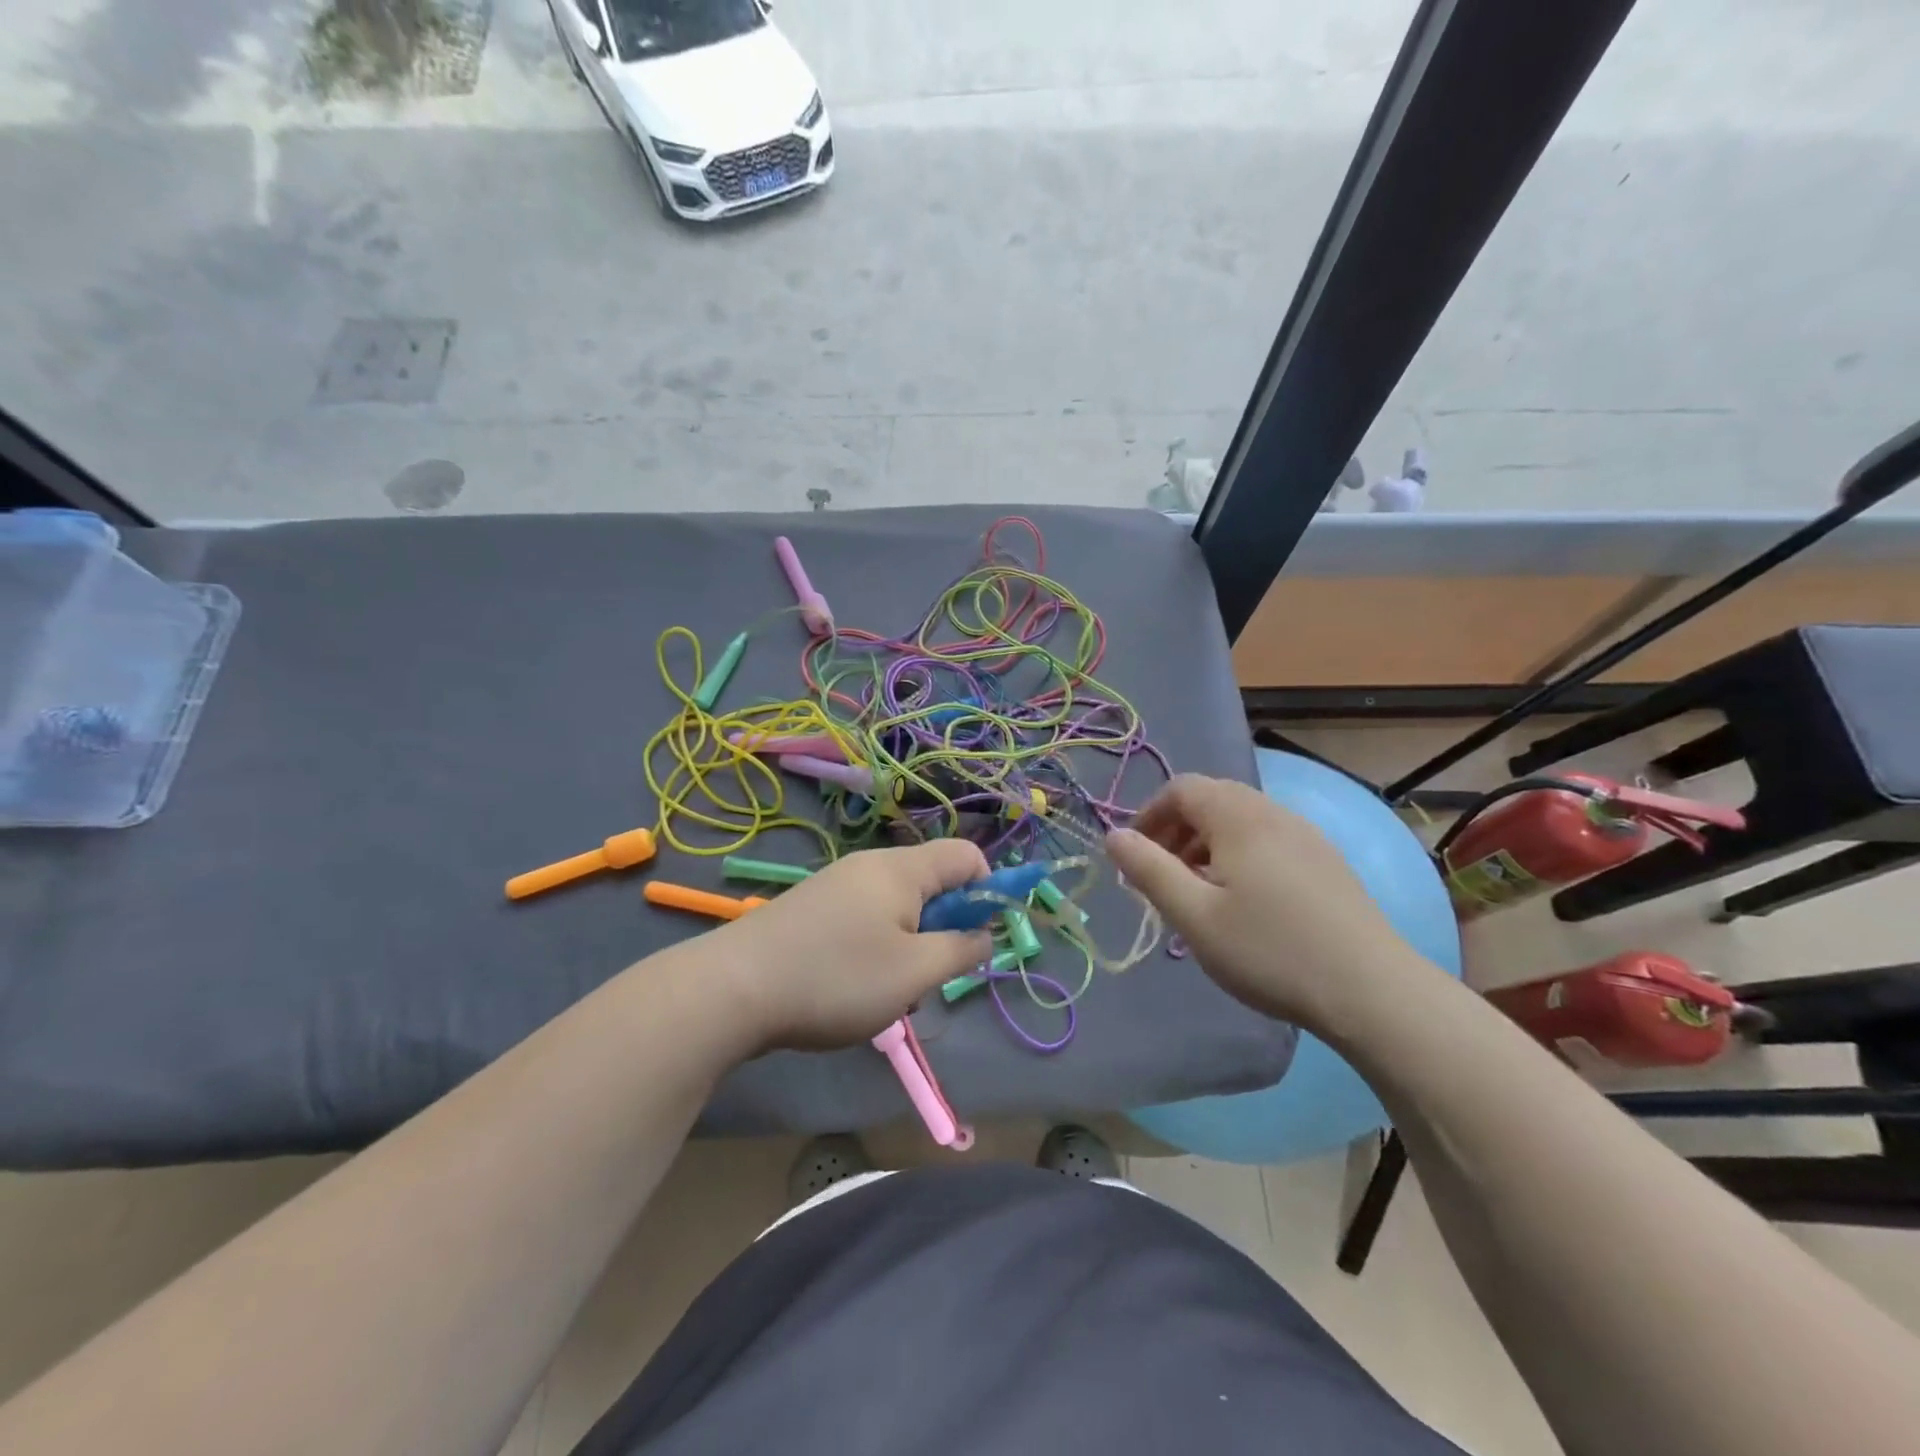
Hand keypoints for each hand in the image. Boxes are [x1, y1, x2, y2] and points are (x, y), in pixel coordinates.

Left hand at [709, 840, 993, 1050]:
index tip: (977, 938)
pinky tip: (852, 989)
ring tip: (885, 993)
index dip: (988, 891)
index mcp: (901, 869)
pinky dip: (875, 950)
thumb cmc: (836, 978)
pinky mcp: (813, 909)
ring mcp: (837, 885)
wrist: (731, 989)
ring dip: (908, 948)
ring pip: (898, 908)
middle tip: (926, 976)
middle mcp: (870, 866)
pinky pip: (865, 920)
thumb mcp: (914, 973)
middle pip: (932, 883)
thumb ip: (962, 950)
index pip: (967, 855)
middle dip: (943, 929)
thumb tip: (985, 934)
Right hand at [1106, 774, 1428, 1031]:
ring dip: (1207, 843)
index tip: (1135, 856)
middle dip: (1177, 829)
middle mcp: (1273, 813)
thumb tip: (1113, 836)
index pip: (1181, 788)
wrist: (1372, 991)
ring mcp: (1306, 835)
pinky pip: (1268, 839)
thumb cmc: (1270, 950)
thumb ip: (1148, 870)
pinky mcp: (1326, 861)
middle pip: (1212, 798)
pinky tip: (1244, 901)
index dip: (1149, 814)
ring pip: (1241, 820)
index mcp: (1238, 816)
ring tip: (1199, 891)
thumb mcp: (1194, 915)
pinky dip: (1239, 854)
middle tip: (1163, 874)